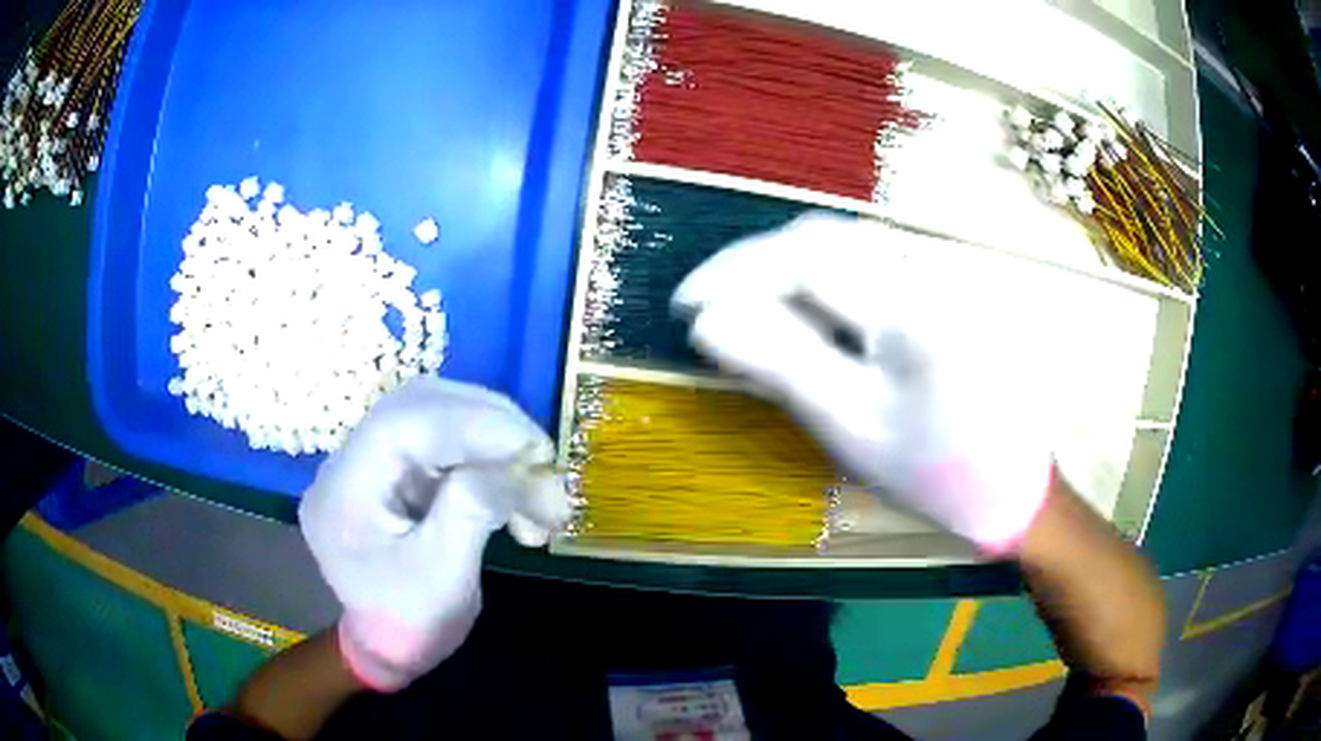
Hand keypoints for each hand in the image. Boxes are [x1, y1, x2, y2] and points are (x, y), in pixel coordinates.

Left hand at [299, 377, 569, 691]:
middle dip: (490, 424)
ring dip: (495, 440)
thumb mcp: (442, 579)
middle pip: (420, 406)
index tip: (534, 447)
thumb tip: (520, 463)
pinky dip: (490, 460)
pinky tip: (516, 494)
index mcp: (345, 488)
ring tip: (537, 479)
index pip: (402, 424)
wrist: (388, 648)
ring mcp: (376, 461)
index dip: (471, 423)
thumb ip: (472, 510)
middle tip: (544, 457)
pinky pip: (448, 443)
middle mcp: (352, 461)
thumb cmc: (408, 624)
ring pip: (438, 417)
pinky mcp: (400, 470)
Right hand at [672, 213, 1051, 554]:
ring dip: (787, 274)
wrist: (1010, 488)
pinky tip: (806, 319)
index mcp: (910, 305)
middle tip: (715, 311)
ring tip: (750, 317)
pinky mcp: (941, 289)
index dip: (734, 271)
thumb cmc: (933, 469)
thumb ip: (781, 362)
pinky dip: (822, 284)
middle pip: (823, 239)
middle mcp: (927, 270)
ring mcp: (939, 276)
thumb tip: (708, 321)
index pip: (803, 256)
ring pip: (844, 248)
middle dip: (756, 267)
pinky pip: (868, 267)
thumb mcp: (851, 424)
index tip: (687, 306)